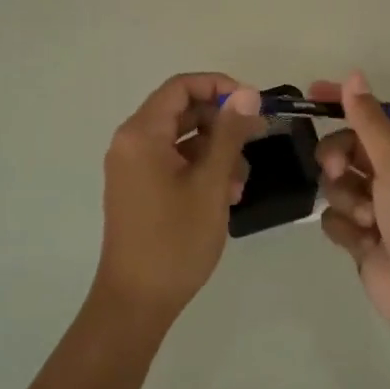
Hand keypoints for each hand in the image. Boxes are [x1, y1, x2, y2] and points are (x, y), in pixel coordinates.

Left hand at [96, 74, 264, 325]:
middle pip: (181, 111)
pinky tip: (227, 194)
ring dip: (215, 149)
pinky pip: (173, 162)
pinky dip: (200, 168)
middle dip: (221, 121)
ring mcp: (133, 167)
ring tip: (241, 180)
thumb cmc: (175, 240)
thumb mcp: (210, 183)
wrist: (137, 301)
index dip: (219, 86)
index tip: (253, 104)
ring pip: (181, 139)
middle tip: (258, 136)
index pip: (181, 87)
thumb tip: (246, 93)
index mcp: (141, 134)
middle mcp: (131, 142)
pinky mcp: (139, 188)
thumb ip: (229, 134)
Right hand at [314, 71, 389, 343]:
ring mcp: (375, 207)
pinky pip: (333, 219)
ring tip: (368, 220)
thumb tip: (354, 76)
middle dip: (337, 159)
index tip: (310, 94)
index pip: (369, 116)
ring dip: (346, 200)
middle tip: (338, 170)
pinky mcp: (361, 237)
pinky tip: (365, 244)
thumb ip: (370, 121)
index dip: (342, 104)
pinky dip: (346, 230)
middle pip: (345, 149)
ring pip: (335, 185)